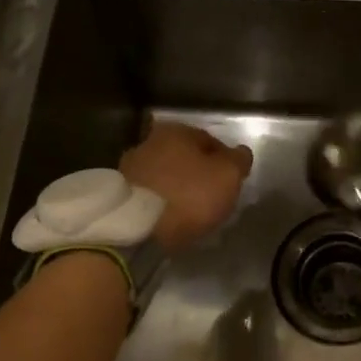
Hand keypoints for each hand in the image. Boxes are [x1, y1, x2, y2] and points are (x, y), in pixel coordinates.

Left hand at [120, 120, 253, 250]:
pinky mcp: (120, 195)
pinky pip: (150, 195)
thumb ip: (239, 160)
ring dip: (177, 188)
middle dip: (198, 173)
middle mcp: (148, 142)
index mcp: (175, 131)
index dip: (225, 160)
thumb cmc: (189, 195)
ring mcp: (130, 168)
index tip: (232, 181)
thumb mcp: (228, 176)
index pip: (210, 140)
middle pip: (184, 157)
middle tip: (212, 196)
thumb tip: (241, 153)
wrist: (137, 229)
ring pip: (165, 175)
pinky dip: (161, 203)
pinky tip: (170, 218)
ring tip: (191, 212)